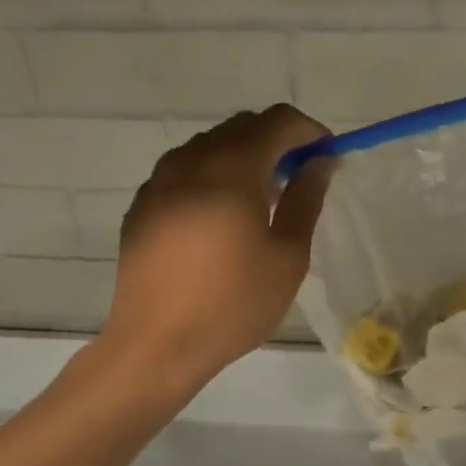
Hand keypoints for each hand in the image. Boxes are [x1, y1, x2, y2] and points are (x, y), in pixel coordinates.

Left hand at [100, 105, 332, 395]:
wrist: (157, 344)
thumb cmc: (233, 305)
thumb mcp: (287, 257)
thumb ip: (305, 200)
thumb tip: (320, 162)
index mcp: (231, 168)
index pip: (276, 121)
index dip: (307, 131)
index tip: (326, 157)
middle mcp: (189, 161)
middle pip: (239, 128)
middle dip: (275, 143)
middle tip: (296, 182)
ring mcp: (158, 182)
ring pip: (207, 147)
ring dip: (240, 160)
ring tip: (258, 204)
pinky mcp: (140, 207)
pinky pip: (182, 173)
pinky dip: (209, 179)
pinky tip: (218, 221)